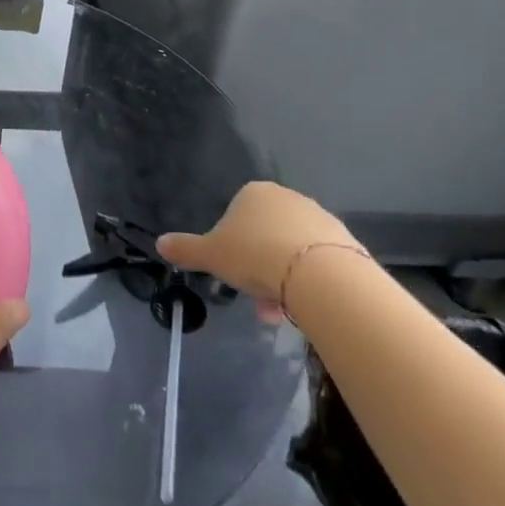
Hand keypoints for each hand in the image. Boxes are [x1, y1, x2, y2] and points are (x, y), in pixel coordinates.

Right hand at [157, 182, 361, 317]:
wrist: (320, 274)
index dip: (231, 248)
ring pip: (291, 251)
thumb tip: (160, 243)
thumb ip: (185, 249)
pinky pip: (317, 262)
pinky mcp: (345, 241)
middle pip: (265, 236)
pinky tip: (304, 306)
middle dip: (258, 268)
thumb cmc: (255, 255)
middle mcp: (287, 197)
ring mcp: (318, 217)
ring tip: (280, 312)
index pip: (236, 216)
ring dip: (282, 279)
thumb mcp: (211, 255)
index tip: (232, 274)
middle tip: (256, 299)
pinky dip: (308, 281)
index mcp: (253, 193)